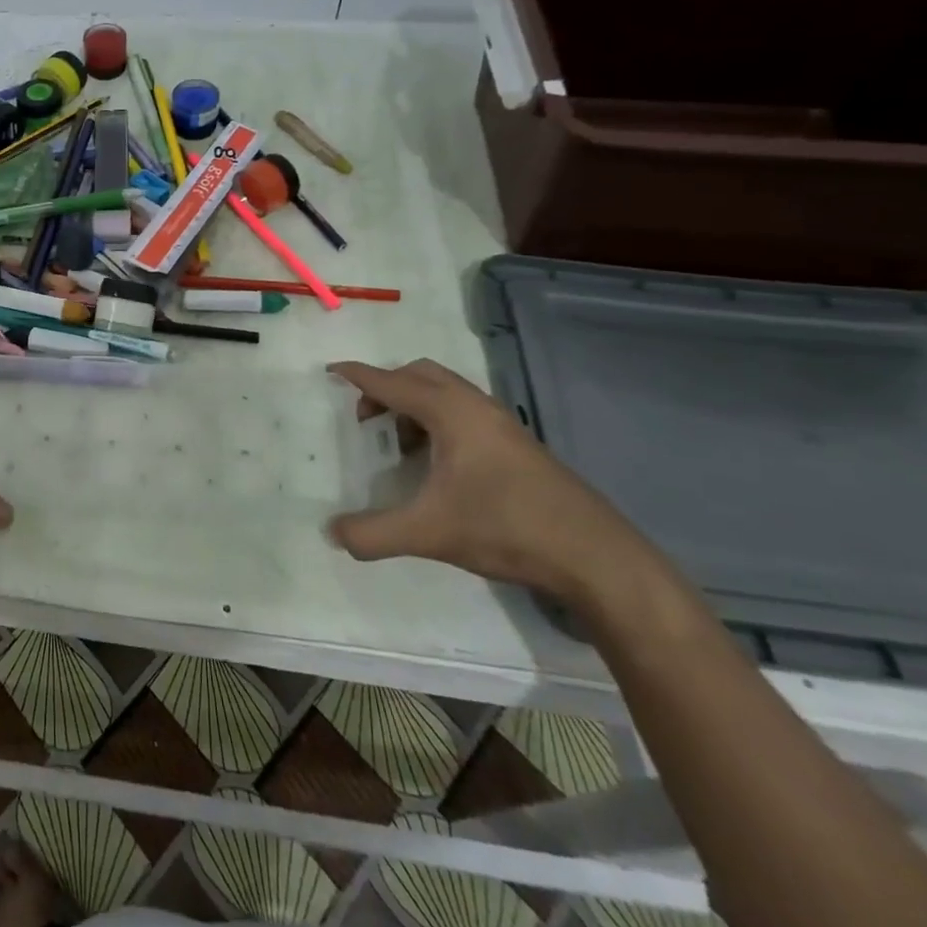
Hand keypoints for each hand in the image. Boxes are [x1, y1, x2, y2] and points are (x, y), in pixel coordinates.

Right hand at [324, 358, 652, 602]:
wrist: (595, 556)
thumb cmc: (505, 528)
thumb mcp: (428, 533)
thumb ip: (373, 533)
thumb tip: (332, 533)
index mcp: (450, 412)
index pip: (391, 382)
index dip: (358, 375)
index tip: (331, 370)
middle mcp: (475, 406)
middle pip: (421, 374)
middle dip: (387, 387)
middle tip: (366, 418)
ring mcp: (502, 424)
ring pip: (446, 392)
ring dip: (414, 404)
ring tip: (399, 444)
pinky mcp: (517, 444)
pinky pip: (464, 412)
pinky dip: (438, 420)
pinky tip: (437, 465)